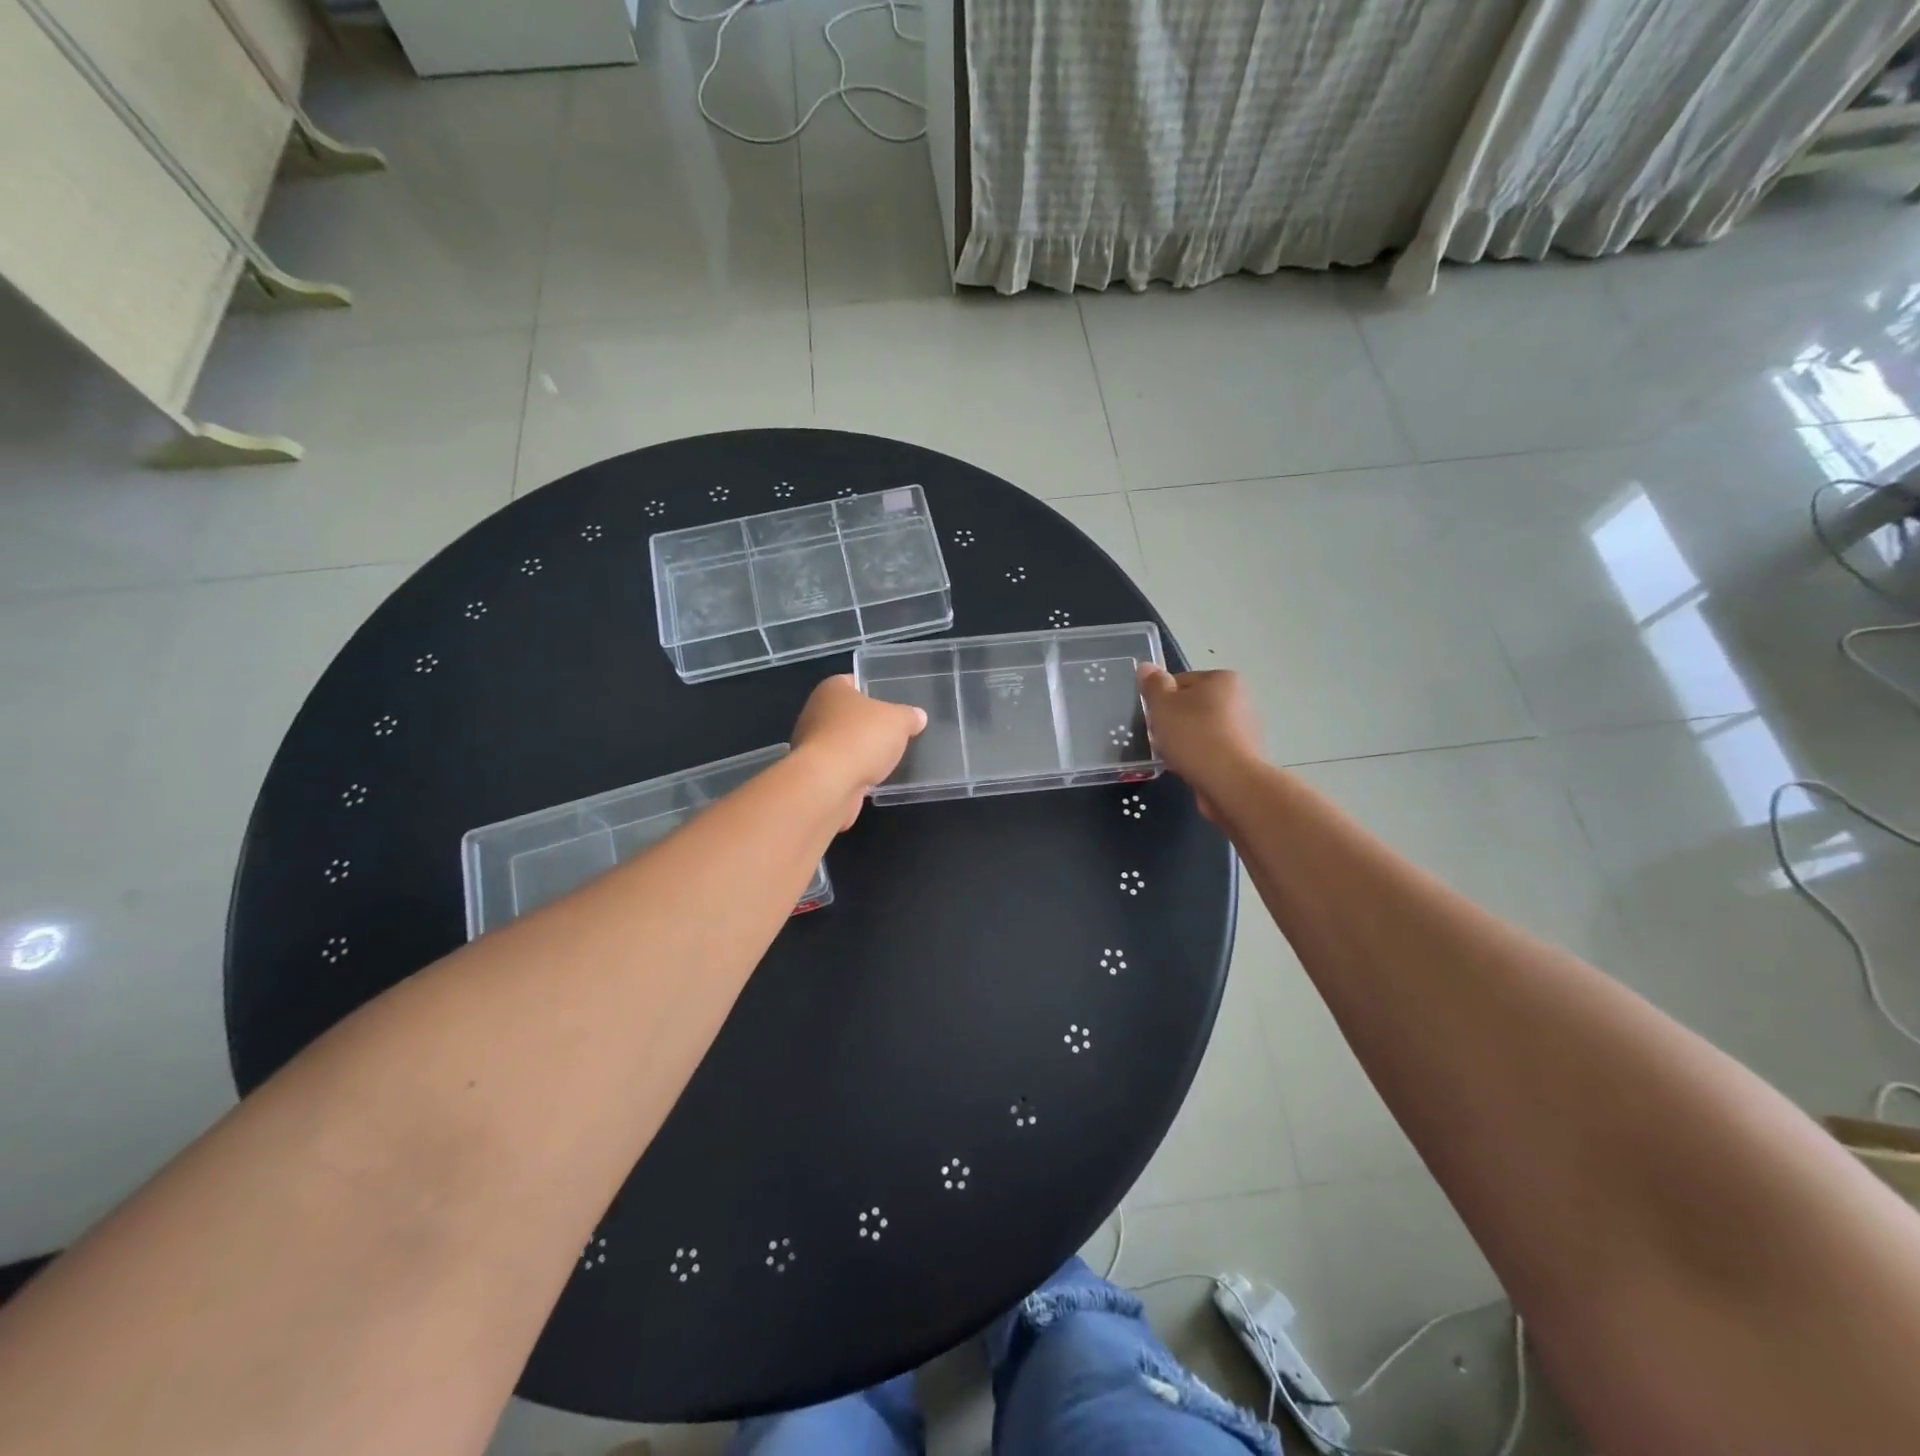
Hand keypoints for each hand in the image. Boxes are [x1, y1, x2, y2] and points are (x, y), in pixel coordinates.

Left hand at [791, 675, 926, 828]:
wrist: (829, 785)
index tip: (894, 702)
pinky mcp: (815, 772)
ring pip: (845, 741)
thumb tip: (918, 716)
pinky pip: (842, 766)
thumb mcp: (898, 721)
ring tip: (890, 757)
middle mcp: (816, 712)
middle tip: (897, 730)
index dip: (875, 689)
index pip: (855, 682)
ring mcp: (812, 744)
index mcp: (832, 689)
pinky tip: (874, 777)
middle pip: (850, 714)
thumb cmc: (861, 739)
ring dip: (862, 749)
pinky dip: (855, 770)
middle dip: (870, 723)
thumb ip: (909, 716)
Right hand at [1137, 665, 1261, 821]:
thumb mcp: (1163, 705)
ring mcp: (1245, 729)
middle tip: (1160, 739)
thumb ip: (1153, 684)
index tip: (1154, 718)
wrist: (1230, 782)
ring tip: (1173, 757)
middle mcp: (1240, 699)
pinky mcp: (1244, 755)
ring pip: (1200, 730)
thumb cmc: (1194, 735)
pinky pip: (1212, 750)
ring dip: (1184, 741)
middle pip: (1192, 706)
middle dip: (1173, 722)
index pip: (1180, 681)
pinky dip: (1198, 757)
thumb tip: (1146, 666)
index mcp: (1222, 679)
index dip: (1161, 699)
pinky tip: (1188, 769)